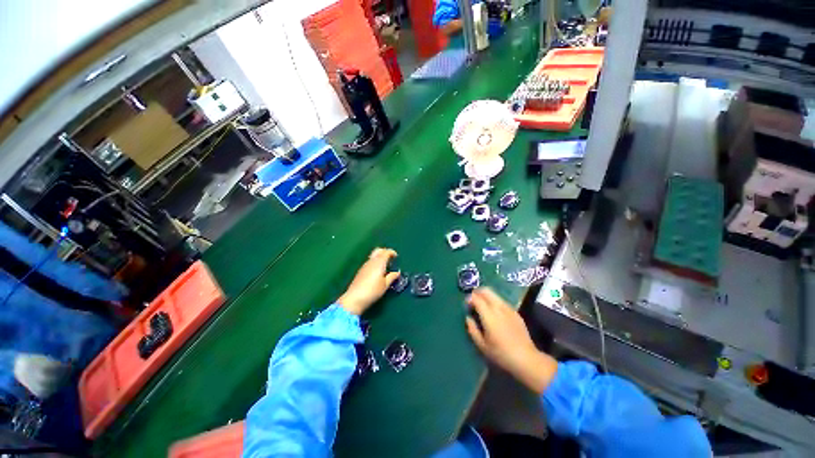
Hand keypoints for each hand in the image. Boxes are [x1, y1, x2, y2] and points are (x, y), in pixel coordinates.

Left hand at [337, 248, 400, 314]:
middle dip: (385, 252)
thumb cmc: (373, 291)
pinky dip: (375, 263)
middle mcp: (371, 261)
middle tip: (390, 258)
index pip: (386, 252)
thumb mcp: (385, 285)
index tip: (396, 256)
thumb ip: (392, 277)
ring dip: (380, 258)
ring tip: (385, 266)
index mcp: (379, 263)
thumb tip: (397, 272)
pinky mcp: (361, 271)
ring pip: (373, 256)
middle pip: (378, 250)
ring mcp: (365, 265)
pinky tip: (377, 272)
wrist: (355, 298)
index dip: (392, 252)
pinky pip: (370, 262)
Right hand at [466, 288, 557, 393]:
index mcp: (489, 315)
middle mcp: (498, 307)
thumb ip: (472, 329)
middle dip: (477, 292)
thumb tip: (468, 318)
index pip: (476, 298)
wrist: (526, 358)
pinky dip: (495, 302)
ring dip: (486, 296)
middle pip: (486, 291)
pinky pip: (502, 301)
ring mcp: (509, 308)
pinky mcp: (515, 312)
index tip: (466, 305)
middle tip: (473, 301)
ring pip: (495, 294)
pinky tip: (495, 313)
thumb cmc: (501, 353)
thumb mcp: (482, 345)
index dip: (469, 299)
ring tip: (483, 306)